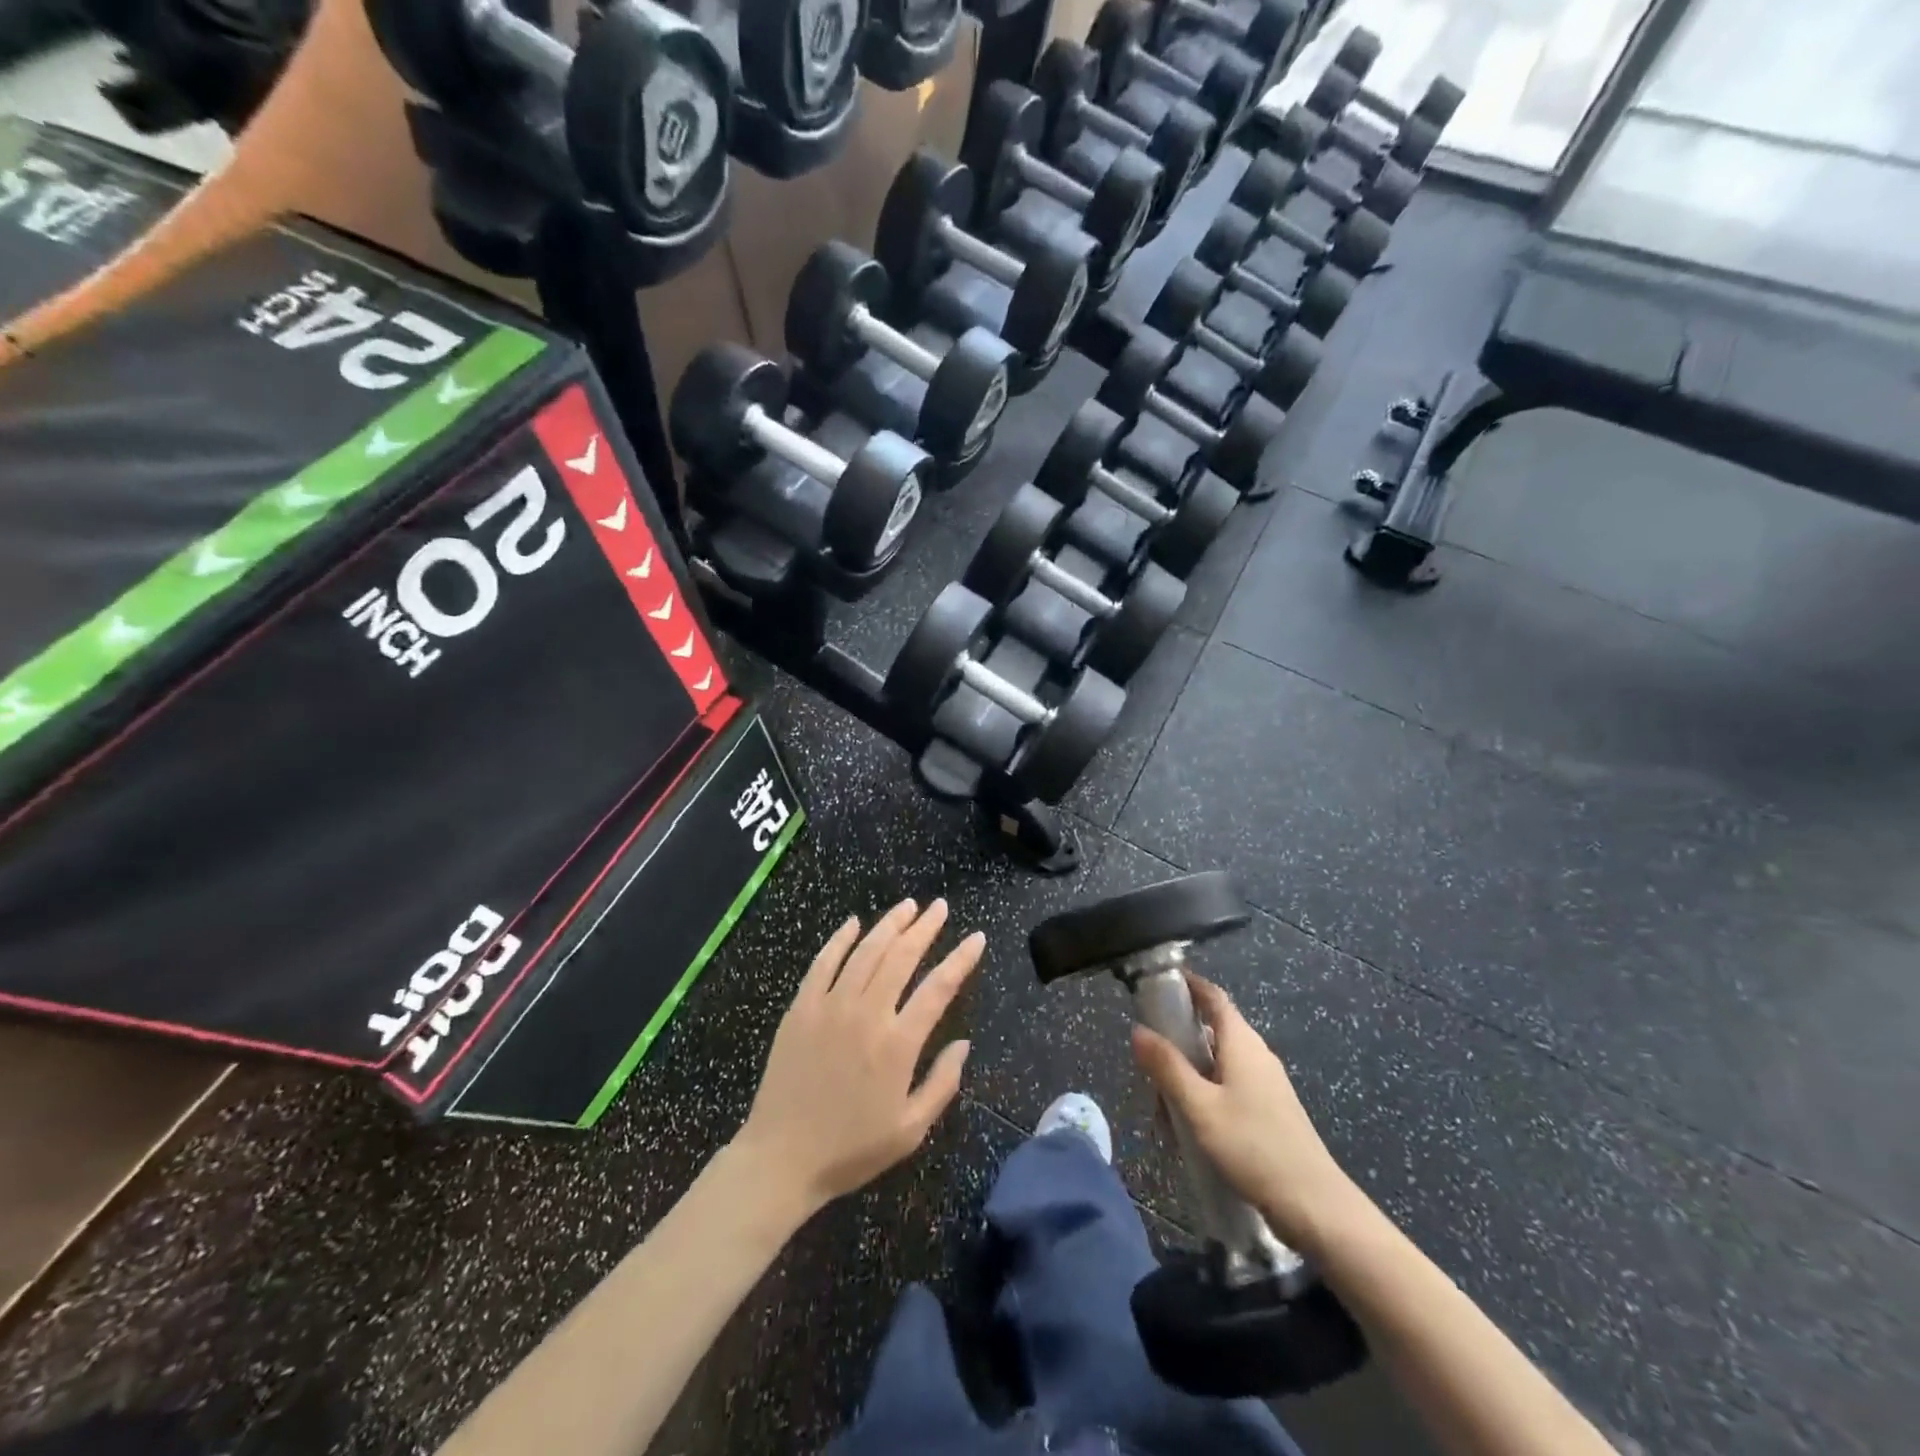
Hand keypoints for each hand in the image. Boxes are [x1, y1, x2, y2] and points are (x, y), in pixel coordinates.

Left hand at [737, 899, 983, 1217]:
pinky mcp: (801, 1008)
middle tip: (940, 907)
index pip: (938, 988)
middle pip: (902, 956)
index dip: (960, 959)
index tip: (976, 938)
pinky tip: (853, 923)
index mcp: (897, 1044)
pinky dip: (840, 939)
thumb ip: (942, 1083)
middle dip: (925, 927)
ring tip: (908, 906)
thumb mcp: (910, 1130)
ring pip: (865, 951)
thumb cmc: (851, 1149)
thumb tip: (963, 1043)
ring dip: (889, 924)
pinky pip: (823, 963)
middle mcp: (866, 1014)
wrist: (781, 1158)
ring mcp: (829, 1006)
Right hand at [1132, 973, 1362, 1253]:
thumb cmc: (1253, 1147)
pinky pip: (1228, 1088)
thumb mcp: (1200, 1108)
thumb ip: (1167, 1067)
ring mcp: (1265, 1083)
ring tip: (1165, 1113)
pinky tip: (1191, 1130)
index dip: (1187, 984)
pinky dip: (1204, 1097)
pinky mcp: (1269, 1110)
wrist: (1315, 1207)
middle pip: (1210, 1031)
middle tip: (1148, 1067)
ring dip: (1187, 1078)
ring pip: (1216, 1064)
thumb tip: (1138, 1030)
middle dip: (1177, 1044)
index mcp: (1241, 1042)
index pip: (1213, 996)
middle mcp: (1256, 1054)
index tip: (1156, 983)